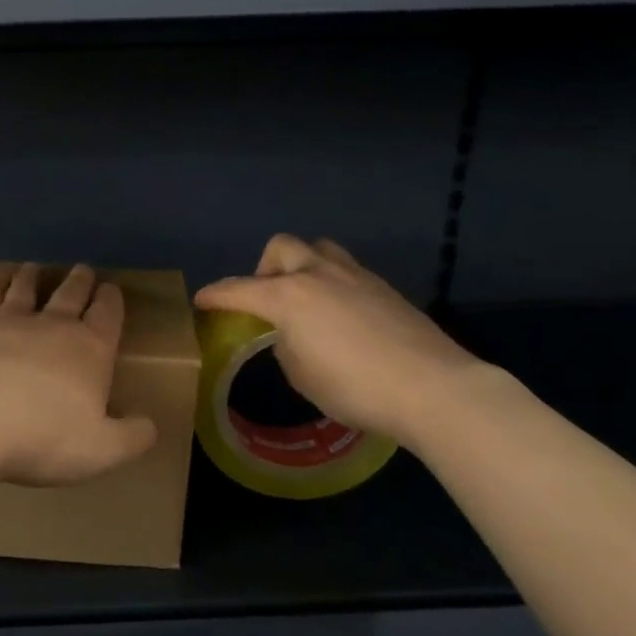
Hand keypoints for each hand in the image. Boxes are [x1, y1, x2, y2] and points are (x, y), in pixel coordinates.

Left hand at [0, 263, 157, 488]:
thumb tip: (151, 426)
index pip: (107, 315)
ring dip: (33, 277)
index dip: (111, 301)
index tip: (111, 288)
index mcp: (90, 350)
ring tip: (34, 267)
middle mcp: (53, 326)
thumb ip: (131, 437)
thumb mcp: (102, 450)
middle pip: (71, 294)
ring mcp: (10, 321)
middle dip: (80, 281)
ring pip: (26, 290)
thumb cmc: (45, 437)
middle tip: (83, 268)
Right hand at [195, 234, 490, 448]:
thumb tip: (291, 335)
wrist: (434, 387)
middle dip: (264, 269)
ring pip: (318, 249)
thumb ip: (285, 345)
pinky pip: (346, 271)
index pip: (238, 290)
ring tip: (307, 299)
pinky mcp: (384, 286)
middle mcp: (317, 274)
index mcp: (287, 296)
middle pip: (280, 248)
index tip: (201, 300)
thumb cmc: (355, 387)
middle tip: (267, 300)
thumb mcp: (301, 375)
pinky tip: (342, 316)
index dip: (215, 295)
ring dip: (302, 266)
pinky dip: (333, 284)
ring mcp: (355, 275)